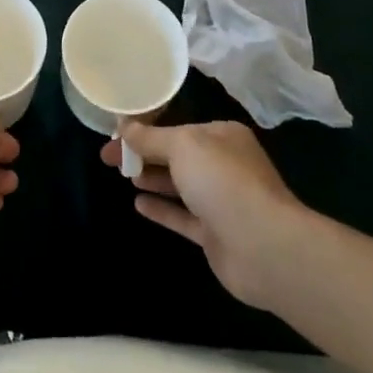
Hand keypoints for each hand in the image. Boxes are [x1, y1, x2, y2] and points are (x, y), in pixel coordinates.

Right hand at [102, 121, 308, 310]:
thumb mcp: (182, 146)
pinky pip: (183, 217)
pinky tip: (137, 205)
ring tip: (124, 176)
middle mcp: (224, 164)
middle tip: (108, 158)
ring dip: (153, 179)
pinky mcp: (216, 235)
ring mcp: (221, 201)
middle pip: (177, 156)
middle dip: (144, 154)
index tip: (117, 135)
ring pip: (180, 186)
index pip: (178, 128)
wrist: (263, 246)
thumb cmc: (222, 181)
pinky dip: (162, 209)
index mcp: (222, 136)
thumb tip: (124, 126)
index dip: (146, 131)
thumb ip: (151, 137)